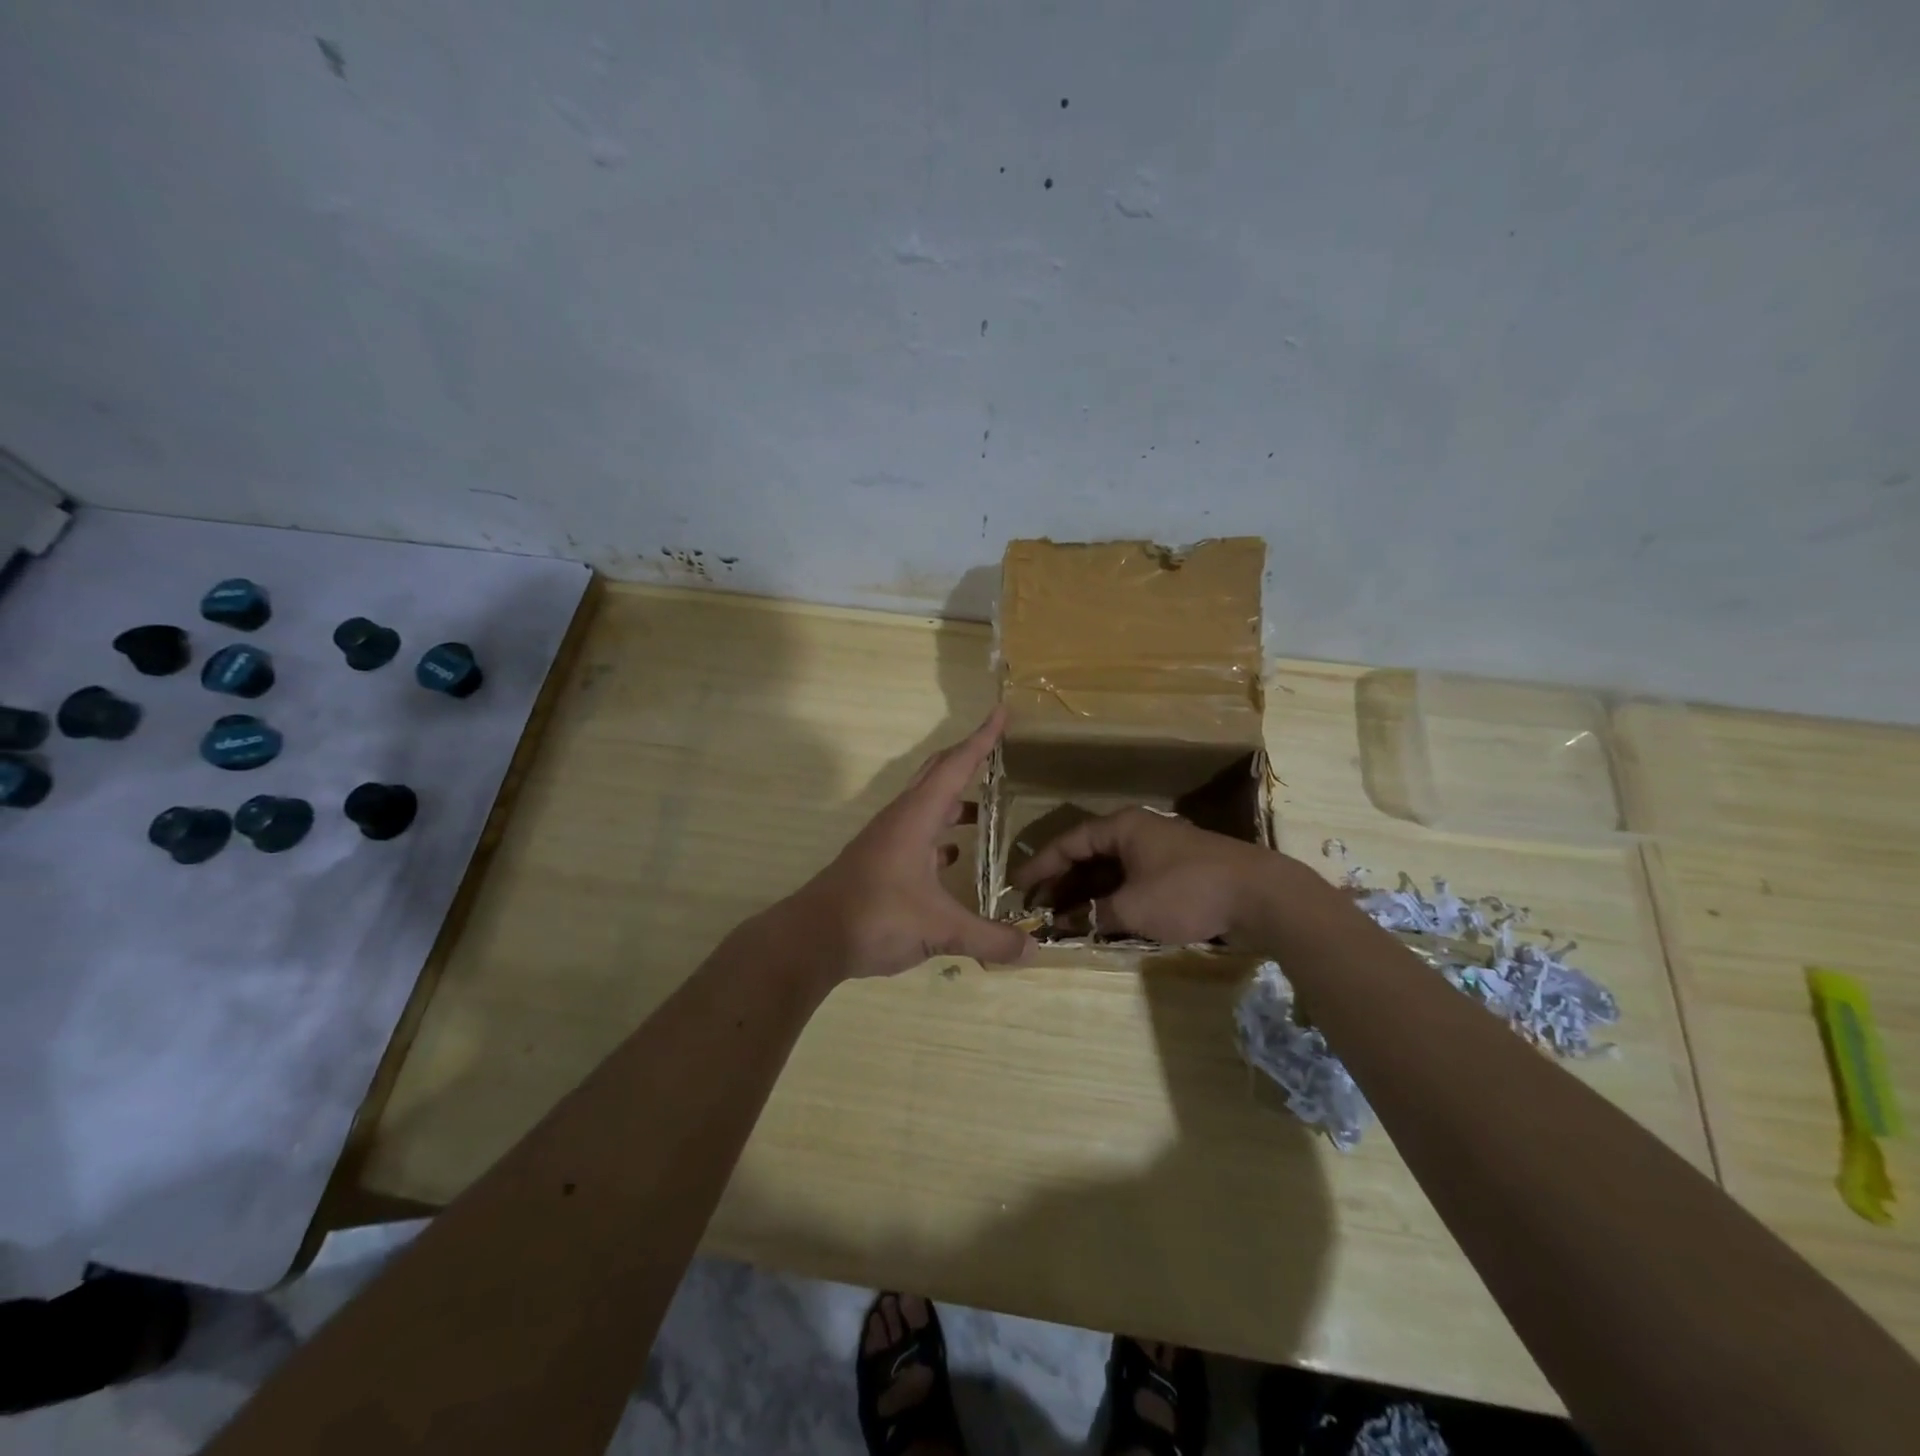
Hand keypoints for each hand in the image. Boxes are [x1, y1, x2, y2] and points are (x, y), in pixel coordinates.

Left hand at [783, 709, 1030, 979]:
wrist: (812, 938)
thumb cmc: (875, 917)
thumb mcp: (939, 929)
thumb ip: (988, 938)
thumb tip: (1034, 950)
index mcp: (916, 817)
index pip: (956, 766)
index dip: (982, 738)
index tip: (1002, 711)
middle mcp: (901, 819)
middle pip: (937, 775)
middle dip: (967, 758)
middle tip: (997, 750)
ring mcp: (887, 840)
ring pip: (926, 806)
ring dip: (954, 801)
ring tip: (985, 812)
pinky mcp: (880, 862)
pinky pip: (917, 835)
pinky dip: (940, 836)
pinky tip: (954, 857)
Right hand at [1011, 806, 1289, 945]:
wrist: (1260, 895)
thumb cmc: (1188, 891)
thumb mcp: (1133, 907)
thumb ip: (1093, 914)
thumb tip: (1064, 922)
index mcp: (1122, 827)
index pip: (1068, 843)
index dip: (1040, 866)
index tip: (1017, 888)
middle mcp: (1137, 832)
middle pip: (1087, 855)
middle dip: (1060, 882)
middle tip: (1036, 908)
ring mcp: (1158, 851)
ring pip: (1110, 870)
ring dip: (1085, 893)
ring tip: (1061, 917)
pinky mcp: (1176, 871)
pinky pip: (1131, 881)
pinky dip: (1111, 898)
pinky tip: (1100, 919)